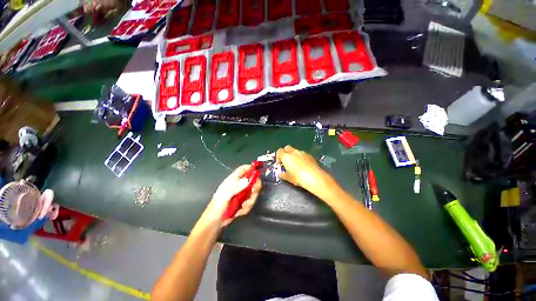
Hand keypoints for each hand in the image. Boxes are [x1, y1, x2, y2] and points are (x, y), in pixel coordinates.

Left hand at [203, 165, 261, 227]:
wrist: (215, 223)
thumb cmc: (217, 207)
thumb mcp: (225, 196)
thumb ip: (236, 187)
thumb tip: (248, 180)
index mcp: (232, 180)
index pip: (243, 169)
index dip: (251, 168)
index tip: (258, 173)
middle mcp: (239, 185)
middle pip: (252, 180)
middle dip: (254, 188)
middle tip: (252, 194)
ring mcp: (242, 194)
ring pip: (253, 193)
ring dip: (250, 201)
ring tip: (242, 207)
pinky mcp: (244, 202)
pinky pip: (251, 202)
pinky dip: (247, 208)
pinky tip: (239, 212)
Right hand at [276, 145, 334, 195]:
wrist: (315, 178)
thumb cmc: (299, 178)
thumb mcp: (289, 178)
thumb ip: (282, 175)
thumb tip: (279, 174)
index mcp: (286, 157)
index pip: (279, 151)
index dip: (278, 157)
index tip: (280, 164)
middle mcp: (293, 152)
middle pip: (287, 148)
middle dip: (285, 153)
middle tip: (286, 161)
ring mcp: (302, 152)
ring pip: (295, 150)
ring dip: (293, 155)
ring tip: (295, 164)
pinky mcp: (309, 155)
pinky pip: (302, 154)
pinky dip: (301, 157)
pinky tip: (303, 165)